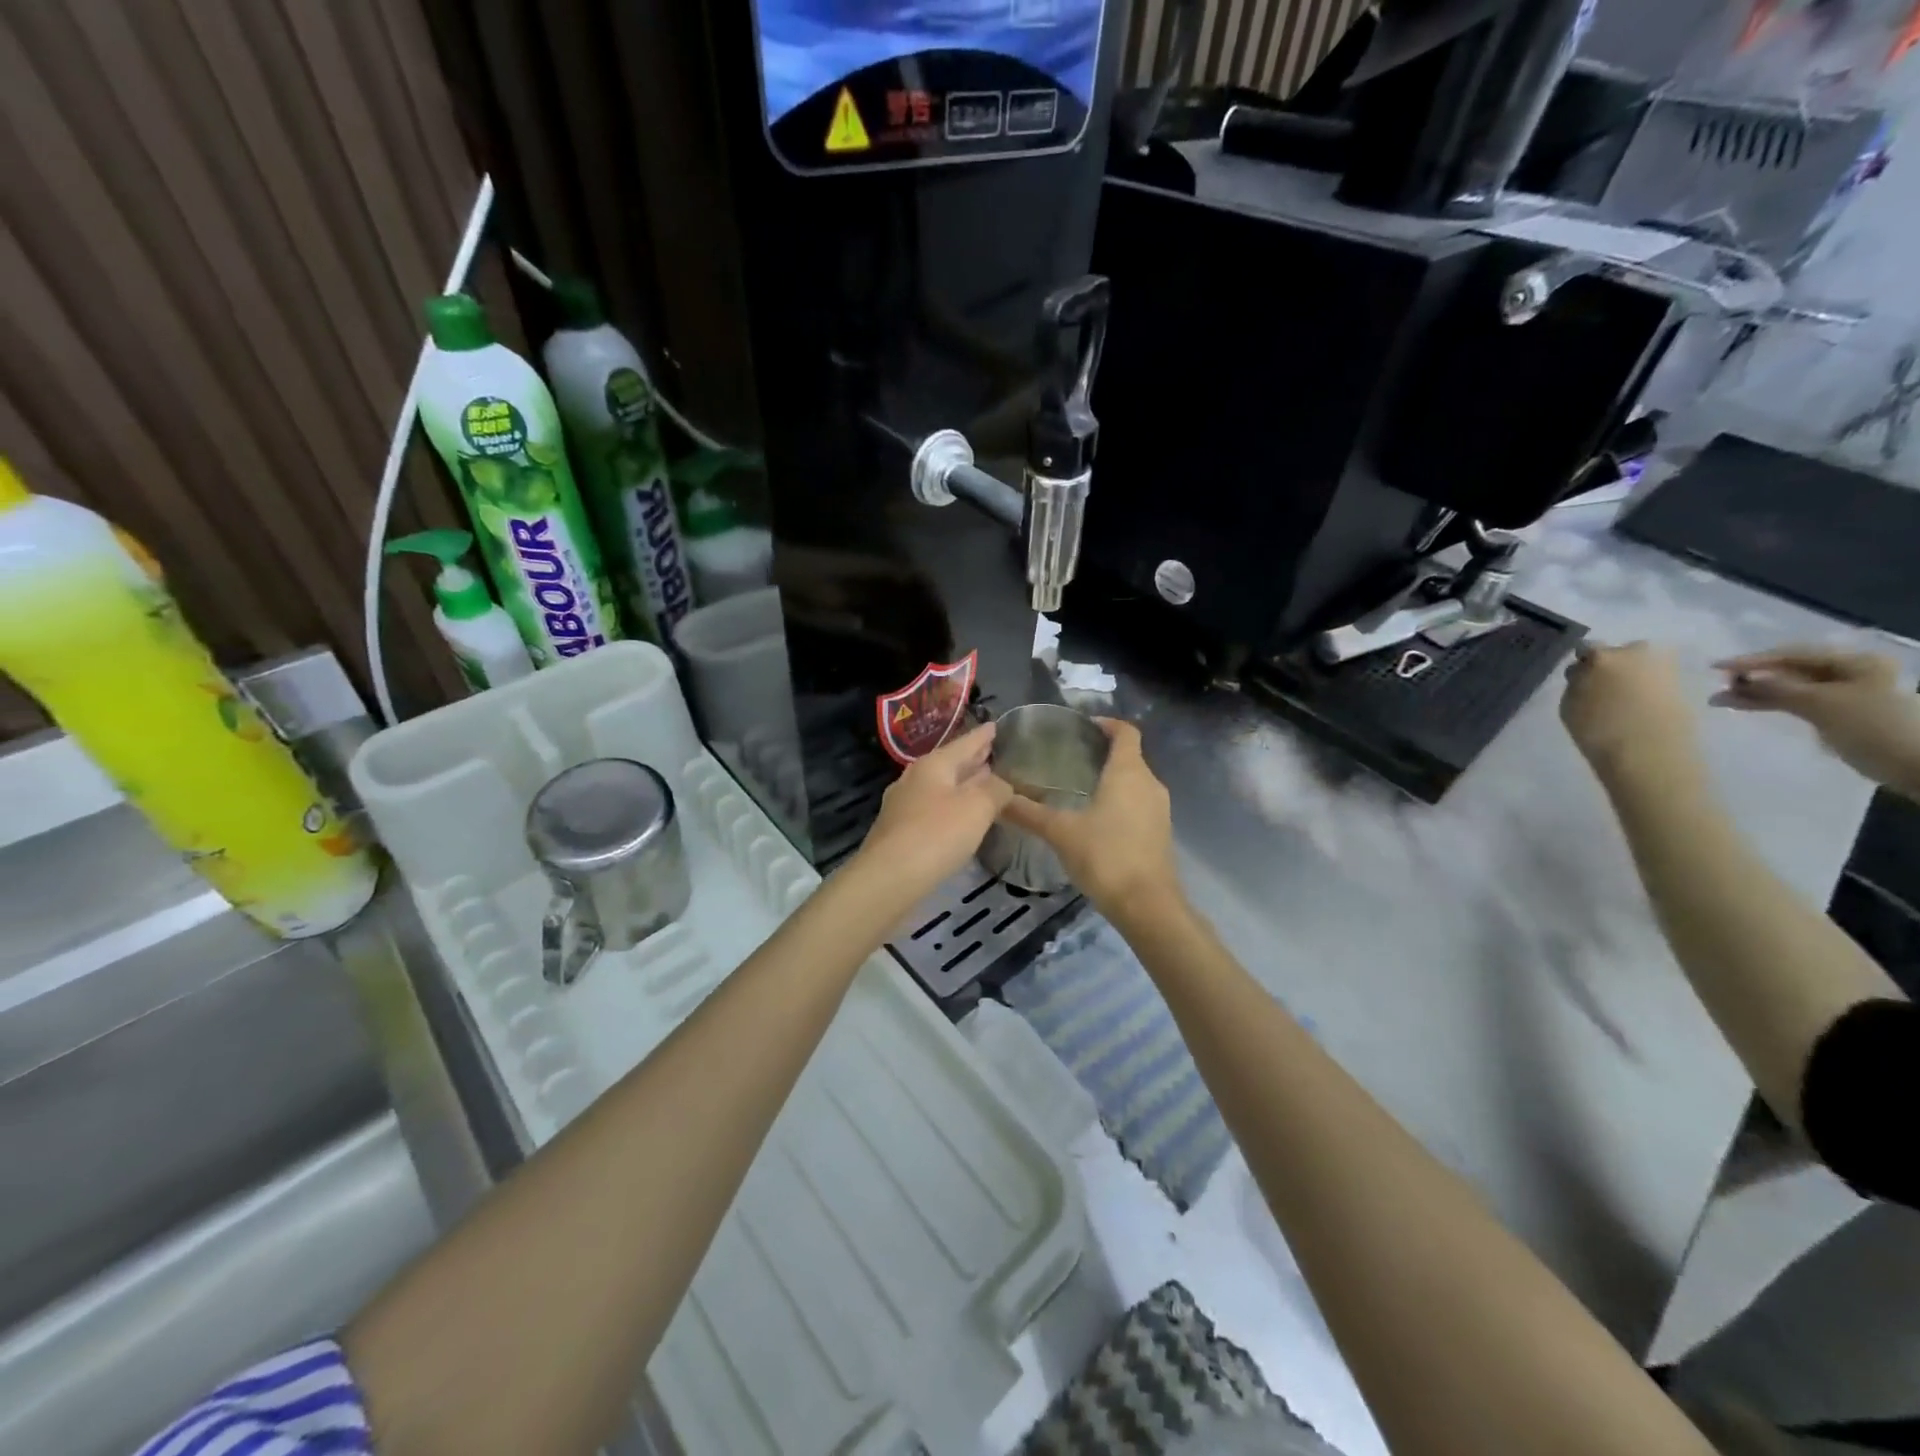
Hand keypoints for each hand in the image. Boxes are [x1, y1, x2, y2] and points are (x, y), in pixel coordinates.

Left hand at [854, 723, 1011, 901]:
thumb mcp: (977, 807)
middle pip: (949, 764)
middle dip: (972, 760)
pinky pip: (932, 809)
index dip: (983, 735)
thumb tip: (1002, 784)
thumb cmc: (936, 835)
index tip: (996, 725)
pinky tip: (961, 817)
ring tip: (983, 783)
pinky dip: (951, 806)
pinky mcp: (900, 832)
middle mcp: (914, 779)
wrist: (888, 879)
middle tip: (992, 752)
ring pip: (940, 787)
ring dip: (962, 784)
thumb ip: (995, 790)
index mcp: (933, 765)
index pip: (964, 743)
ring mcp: (903, 806)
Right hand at [999, 718, 1180, 923]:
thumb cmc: (1106, 856)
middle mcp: (1150, 783)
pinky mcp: (1160, 832)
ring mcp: (1159, 809)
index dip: (1106, 723)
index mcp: (1128, 772)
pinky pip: (1139, 804)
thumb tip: (996, 798)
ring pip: (1135, 781)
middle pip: (1130, 756)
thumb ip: (1028, 813)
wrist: (1148, 905)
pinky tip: (1095, 819)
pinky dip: (1120, 801)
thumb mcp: (1060, 832)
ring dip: (1112, 779)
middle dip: (1103, 753)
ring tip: (1077, 787)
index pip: (1125, 732)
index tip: (1082, 726)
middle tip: (1069, 757)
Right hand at [1560, 642, 1704, 786]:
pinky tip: (1645, 708)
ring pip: (1646, 665)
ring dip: (1637, 675)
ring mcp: (1665, 667)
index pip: (1587, 648)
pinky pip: (1663, 681)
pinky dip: (1654, 689)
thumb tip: (1584, 676)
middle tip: (1608, 687)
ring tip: (1629, 698)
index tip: (1581, 678)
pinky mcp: (1686, 685)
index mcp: (1601, 656)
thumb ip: (1577, 683)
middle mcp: (1635, 653)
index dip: (1584, 663)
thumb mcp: (1570, 705)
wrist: (1647, 752)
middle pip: (1623, 651)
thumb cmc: (1597, 729)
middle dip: (1616, 664)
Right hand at [1713, 646, 1919, 794]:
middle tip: (1718, 684)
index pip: (1793, 655)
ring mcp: (1840, 694)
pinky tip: (1742, 706)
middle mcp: (1848, 673)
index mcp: (1854, 662)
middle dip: (1752, 677)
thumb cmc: (1873, 727)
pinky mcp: (1832, 712)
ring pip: (1787, 687)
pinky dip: (1767, 703)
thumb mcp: (1822, 704)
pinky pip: (1792, 702)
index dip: (1753, 660)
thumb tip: (1742, 678)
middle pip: (1789, 670)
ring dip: (1754, 692)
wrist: (1915, 764)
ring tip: (1719, 699)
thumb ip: (1779, 689)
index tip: (1716, 667)